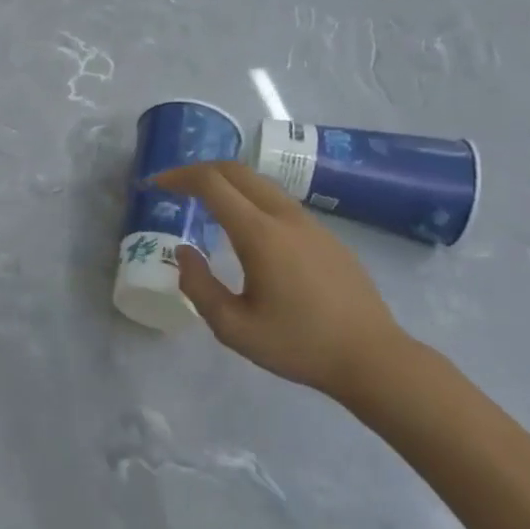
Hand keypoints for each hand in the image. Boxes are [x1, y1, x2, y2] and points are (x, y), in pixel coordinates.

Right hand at [155, 161, 412, 404]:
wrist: (374, 358)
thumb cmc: (300, 345)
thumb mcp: (235, 328)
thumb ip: (199, 287)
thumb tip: (184, 252)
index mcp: (260, 233)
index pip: (212, 183)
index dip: (178, 177)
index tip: (155, 185)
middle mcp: (285, 216)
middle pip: (236, 170)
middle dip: (200, 170)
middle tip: (175, 187)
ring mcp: (310, 222)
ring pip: (260, 183)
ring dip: (227, 183)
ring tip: (205, 204)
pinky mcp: (326, 234)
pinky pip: (279, 201)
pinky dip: (250, 198)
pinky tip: (246, 229)